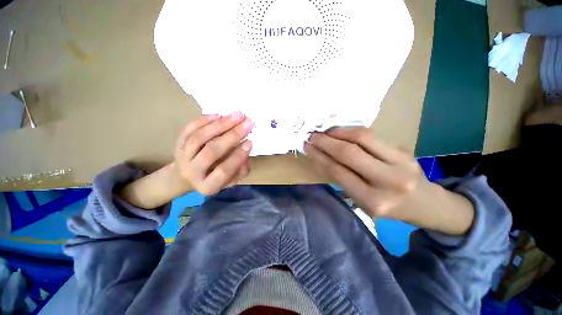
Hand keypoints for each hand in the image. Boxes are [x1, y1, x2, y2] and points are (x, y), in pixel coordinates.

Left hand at [174, 112, 254, 194]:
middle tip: (248, 122)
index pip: (224, 170)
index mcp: (208, 186)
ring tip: (237, 115)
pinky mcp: (178, 145)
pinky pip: (188, 130)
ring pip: (199, 137)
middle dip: (232, 135)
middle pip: (212, 151)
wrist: (187, 177)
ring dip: (220, 124)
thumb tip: (246, 148)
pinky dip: (203, 121)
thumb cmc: (214, 179)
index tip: (250, 142)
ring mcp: (182, 157)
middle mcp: (192, 172)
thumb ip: (241, 169)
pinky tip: (218, 115)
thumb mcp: (231, 180)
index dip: (238, 156)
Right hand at [304, 127, 424, 217]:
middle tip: (311, 136)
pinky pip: (371, 135)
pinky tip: (340, 132)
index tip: (307, 147)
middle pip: (349, 152)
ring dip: (338, 132)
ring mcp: (401, 162)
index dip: (319, 156)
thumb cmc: (389, 207)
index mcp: (374, 201)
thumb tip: (321, 157)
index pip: (338, 172)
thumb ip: (342, 179)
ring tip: (324, 132)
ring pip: (362, 137)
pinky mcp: (404, 149)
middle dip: (325, 141)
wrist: (426, 204)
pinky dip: (351, 131)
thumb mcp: (362, 201)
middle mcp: (389, 181)